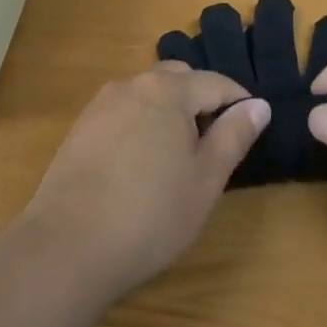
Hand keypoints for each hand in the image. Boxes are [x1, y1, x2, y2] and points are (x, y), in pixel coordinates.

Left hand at [23, 64, 269, 296]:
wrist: (67, 247)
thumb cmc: (150, 214)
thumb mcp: (205, 180)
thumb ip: (234, 135)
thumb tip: (259, 104)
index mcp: (168, 89)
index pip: (216, 83)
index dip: (239, 103)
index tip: (250, 131)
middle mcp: (134, 83)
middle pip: (179, 79)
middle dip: (201, 101)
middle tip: (212, 145)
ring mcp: (102, 104)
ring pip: (148, 93)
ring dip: (169, 112)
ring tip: (177, 157)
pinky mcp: (81, 127)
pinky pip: (123, 112)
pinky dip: (141, 124)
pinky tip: (140, 165)